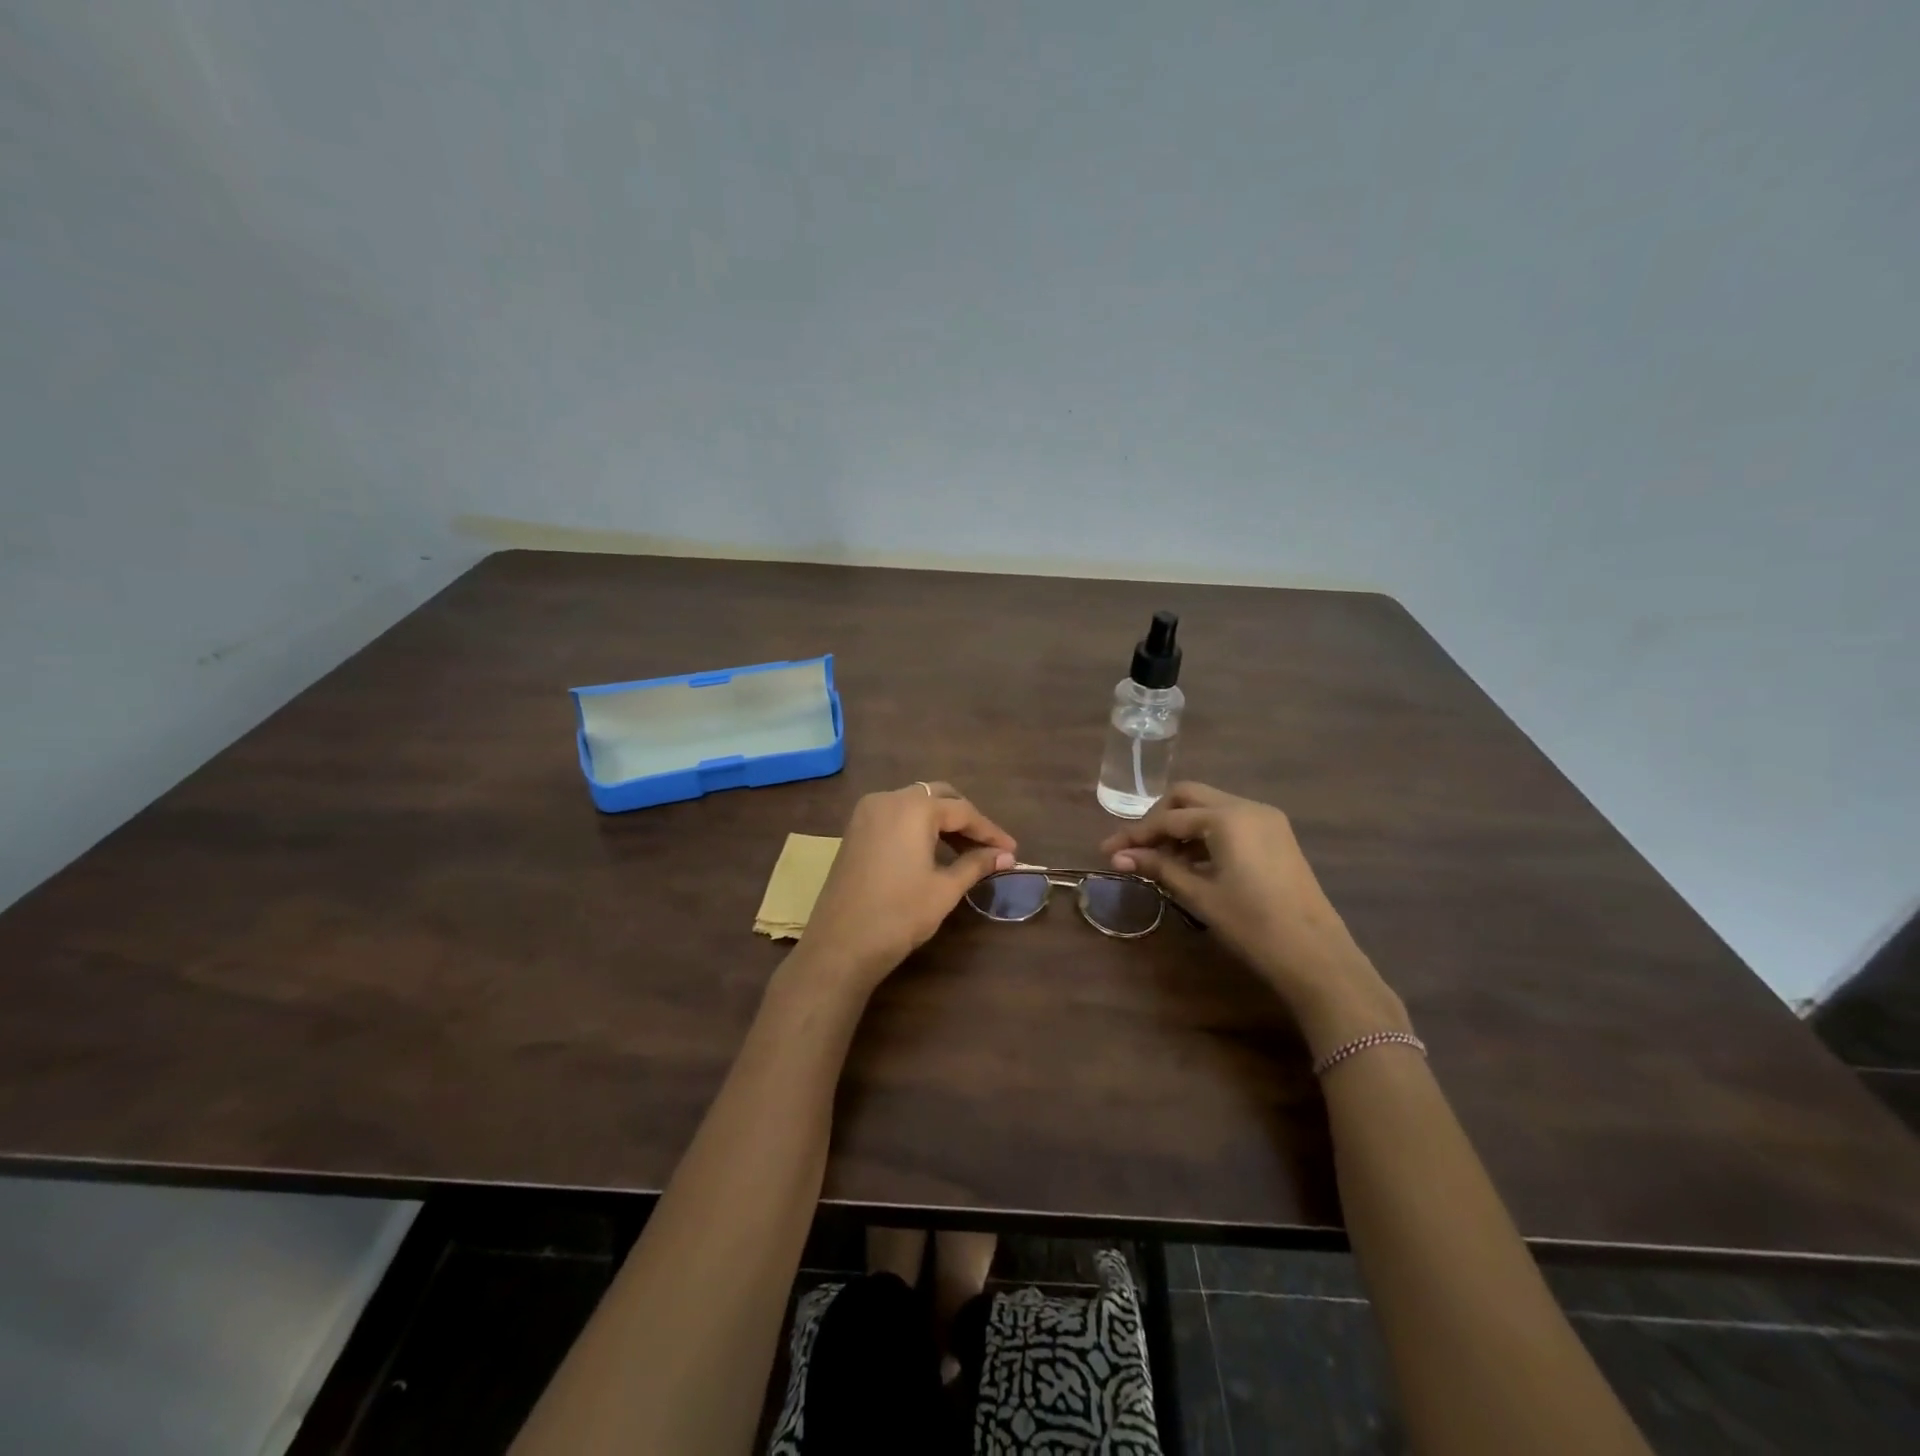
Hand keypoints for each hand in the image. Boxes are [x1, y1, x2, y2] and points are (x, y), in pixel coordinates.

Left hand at [796, 783, 1016, 993]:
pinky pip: (896, 816)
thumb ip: (976, 864)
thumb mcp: (944, 889)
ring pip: (915, 804)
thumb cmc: (899, 915)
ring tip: (966, 851)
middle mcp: (888, 799)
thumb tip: (1006, 855)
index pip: (962, 811)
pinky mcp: (855, 831)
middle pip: (938, 797)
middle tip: (989, 846)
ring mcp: (867, 813)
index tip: (1012, 850)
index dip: (990, 831)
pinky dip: (918, 827)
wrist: (840, 945)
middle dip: (965, 819)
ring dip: (942, 822)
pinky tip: (933, 851)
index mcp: (913, 808)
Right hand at [1100, 782, 1406, 1054]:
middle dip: (1158, 819)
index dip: (1135, 835)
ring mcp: (1266, 819)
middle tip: (1136, 848)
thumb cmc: (1252, 924)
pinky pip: (1230, 821)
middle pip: (1188, 797)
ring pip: (1210, 807)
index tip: (1108, 851)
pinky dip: (1205, 834)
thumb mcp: (1199, 895)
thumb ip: (1159, 867)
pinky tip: (1191, 862)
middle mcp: (1247, 806)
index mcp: (1227, 817)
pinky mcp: (1276, 836)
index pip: (1168, 818)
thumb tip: (1119, 857)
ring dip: (1181, 826)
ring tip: (1159, 860)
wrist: (1315, 955)